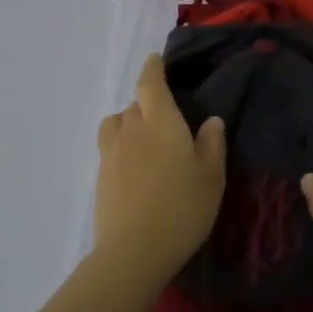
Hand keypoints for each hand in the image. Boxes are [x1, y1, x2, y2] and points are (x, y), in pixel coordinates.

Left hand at [94, 53, 226, 286]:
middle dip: (147, 102)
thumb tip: (211, 120)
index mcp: (161, 122)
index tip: (154, 59)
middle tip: (166, 117)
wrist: (133, 252)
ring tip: (143, 138)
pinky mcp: (100, 177)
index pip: (151, 83)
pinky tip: (135, 167)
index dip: (152, 69)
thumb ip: (212, 144)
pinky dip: (121, 146)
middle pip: (135, 104)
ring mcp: (111, 153)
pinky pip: (110, 148)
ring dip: (128, 122)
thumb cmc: (182, 208)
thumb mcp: (211, 176)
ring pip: (116, 124)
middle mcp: (132, 130)